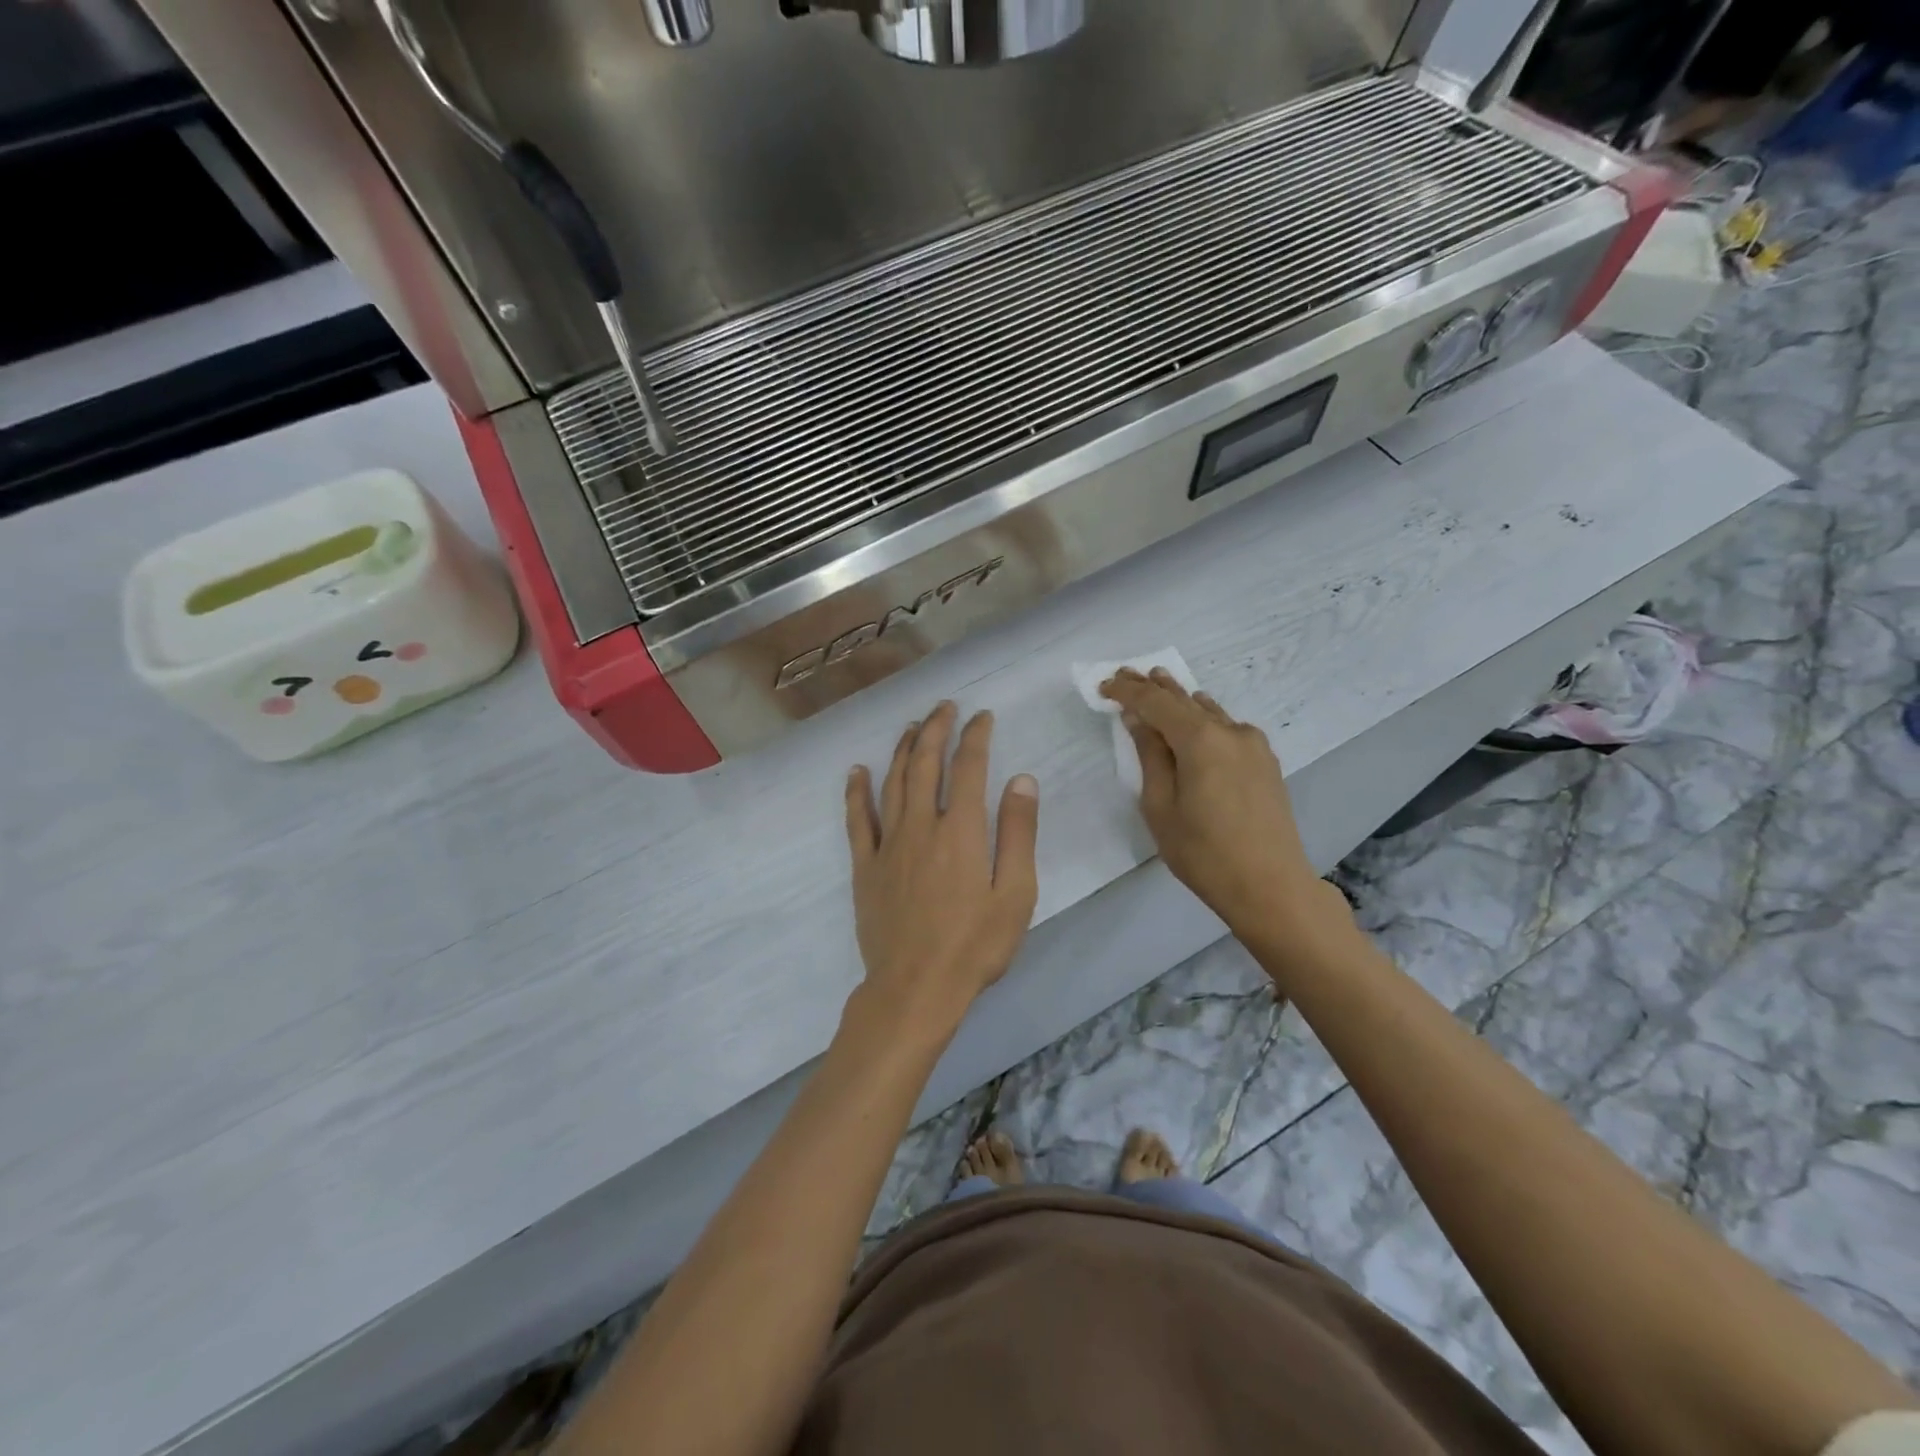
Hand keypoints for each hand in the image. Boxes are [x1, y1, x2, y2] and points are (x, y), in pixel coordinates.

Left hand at [844, 702, 1039, 1040]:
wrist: (915, 988)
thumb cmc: (975, 945)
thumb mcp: (1015, 893)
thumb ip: (1018, 833)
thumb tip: (1021, 779)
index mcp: (962, 830)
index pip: (969, 767)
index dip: (976, 736)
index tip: (982, 717)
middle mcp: (921, 825)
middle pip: (925, 763)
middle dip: (936, 729)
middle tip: (944, 707)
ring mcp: (888, 844)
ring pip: (893, 782)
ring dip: (902, 749)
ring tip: (911, 727)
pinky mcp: (865, 866)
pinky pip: (857, 819)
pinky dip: (857, 791)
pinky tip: (857, 770)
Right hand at [1100, 668, 1349, 947]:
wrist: (1271, 886)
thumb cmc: (1204, 853)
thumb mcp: (1161, 807)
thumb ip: (1150, 757)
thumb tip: (1138, 720)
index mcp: (1200, 740)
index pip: (1156, 703)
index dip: (1128, 692)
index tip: (1104, 686)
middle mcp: (1230, 731)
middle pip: (1184, 699)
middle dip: (1153, 686)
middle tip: (1126, 673)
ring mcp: (1253, 744)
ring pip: (1208, 710)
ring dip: (1180, 699)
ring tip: (1157, 684)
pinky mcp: (1265, 761)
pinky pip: (1226, 727)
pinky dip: (1204, 718)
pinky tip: (1196, 718)